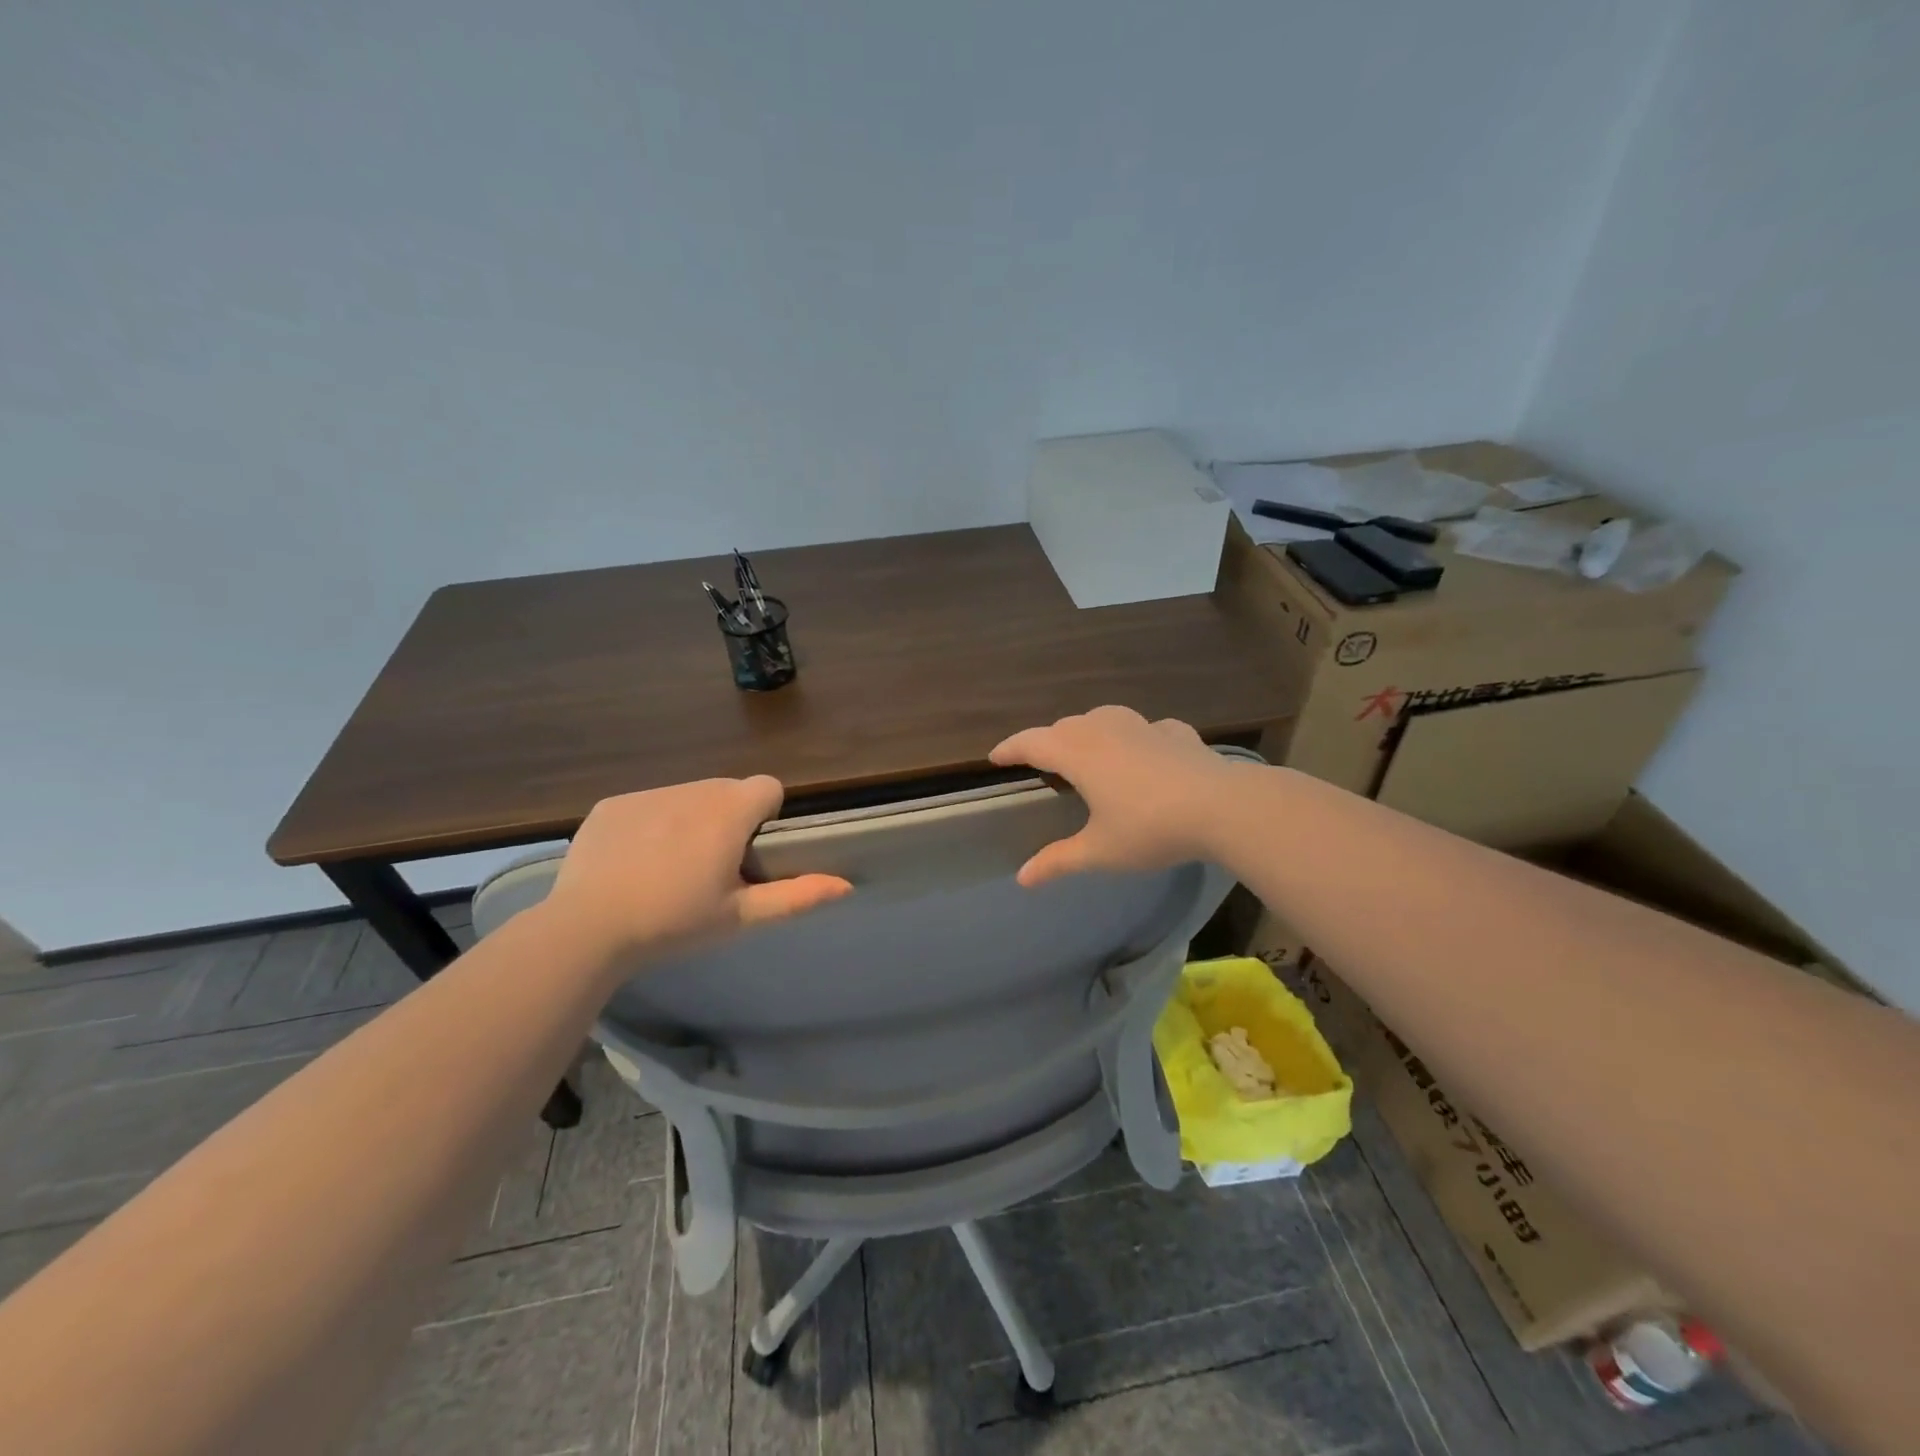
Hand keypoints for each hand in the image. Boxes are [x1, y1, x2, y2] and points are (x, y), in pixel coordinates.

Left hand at [543, 777, 851, 962]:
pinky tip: (634, 861)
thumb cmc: (675, 922)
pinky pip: (648, 803)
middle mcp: (693, 790)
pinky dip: (651, 823)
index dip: (767, 815)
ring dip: (692, 818)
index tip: (751, 852)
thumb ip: (797, 896)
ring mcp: (648, 794)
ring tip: (671, 865)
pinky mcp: (612, 804)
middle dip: (730, 817)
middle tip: (711, 866)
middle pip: (728, 790)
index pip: (768, 787)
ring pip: (688, 795)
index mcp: (729, 812)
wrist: (587, 929)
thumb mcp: (740, 916)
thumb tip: (846, 885)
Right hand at [989, 706, 1236, 885]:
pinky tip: (1145, 750)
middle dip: (1047, 741)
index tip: (994, 757)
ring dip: (1086, 730)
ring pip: (1102, 717)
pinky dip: (1134, 737)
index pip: (1032, 743)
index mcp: (1078, 754)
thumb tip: (1021, 878)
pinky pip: (1144, 729)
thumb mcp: (1100, 851)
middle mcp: (1105, 729)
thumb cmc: (1150, 828)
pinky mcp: (1176, 732)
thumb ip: (1058, 861)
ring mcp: (1143, 726)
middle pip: (1064, 727)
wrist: (1222, 806)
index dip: (1010, 748)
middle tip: (1040, 761)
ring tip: (1086, 749)